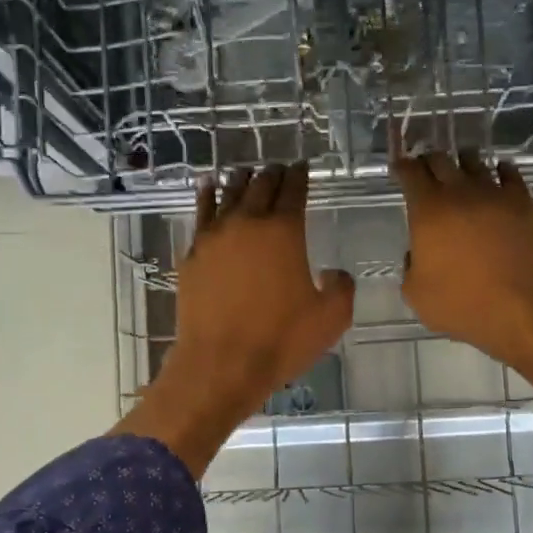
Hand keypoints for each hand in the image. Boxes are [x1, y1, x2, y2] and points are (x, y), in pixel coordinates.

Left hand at [113, 163, 352, 475]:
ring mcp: (213, 237)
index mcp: (284, 230)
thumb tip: (333, 273)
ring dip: (240, 179)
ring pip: (227, 193)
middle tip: (279, 169)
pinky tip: (207, 188)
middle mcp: (247, 223)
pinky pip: (201, 213)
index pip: (293, 189)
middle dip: (272, 174)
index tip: (302, 167)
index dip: (300, 175)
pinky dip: (207, 196)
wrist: (220, 365)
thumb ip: (341, 287)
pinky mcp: (192, 255)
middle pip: (260, 185)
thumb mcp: (331, 318)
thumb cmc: (281, 340)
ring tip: (246, 172)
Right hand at [392, 150, 532, 364]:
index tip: (400, 167)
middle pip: (441, 160)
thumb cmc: (462, 304)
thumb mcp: (416, 294)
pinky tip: (500, 174)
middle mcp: (461, 192)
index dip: (402, 167)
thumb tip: (417, 253)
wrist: (523, 310)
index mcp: (428, 211)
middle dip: (430, 161)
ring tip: (461, 167)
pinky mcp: (525, 203)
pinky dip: (501, 171)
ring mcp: (496, 194)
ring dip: (464, 162)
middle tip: (426, 168)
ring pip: (476, 163)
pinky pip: (511, 175)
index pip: (410, 173)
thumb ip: (410, 266)